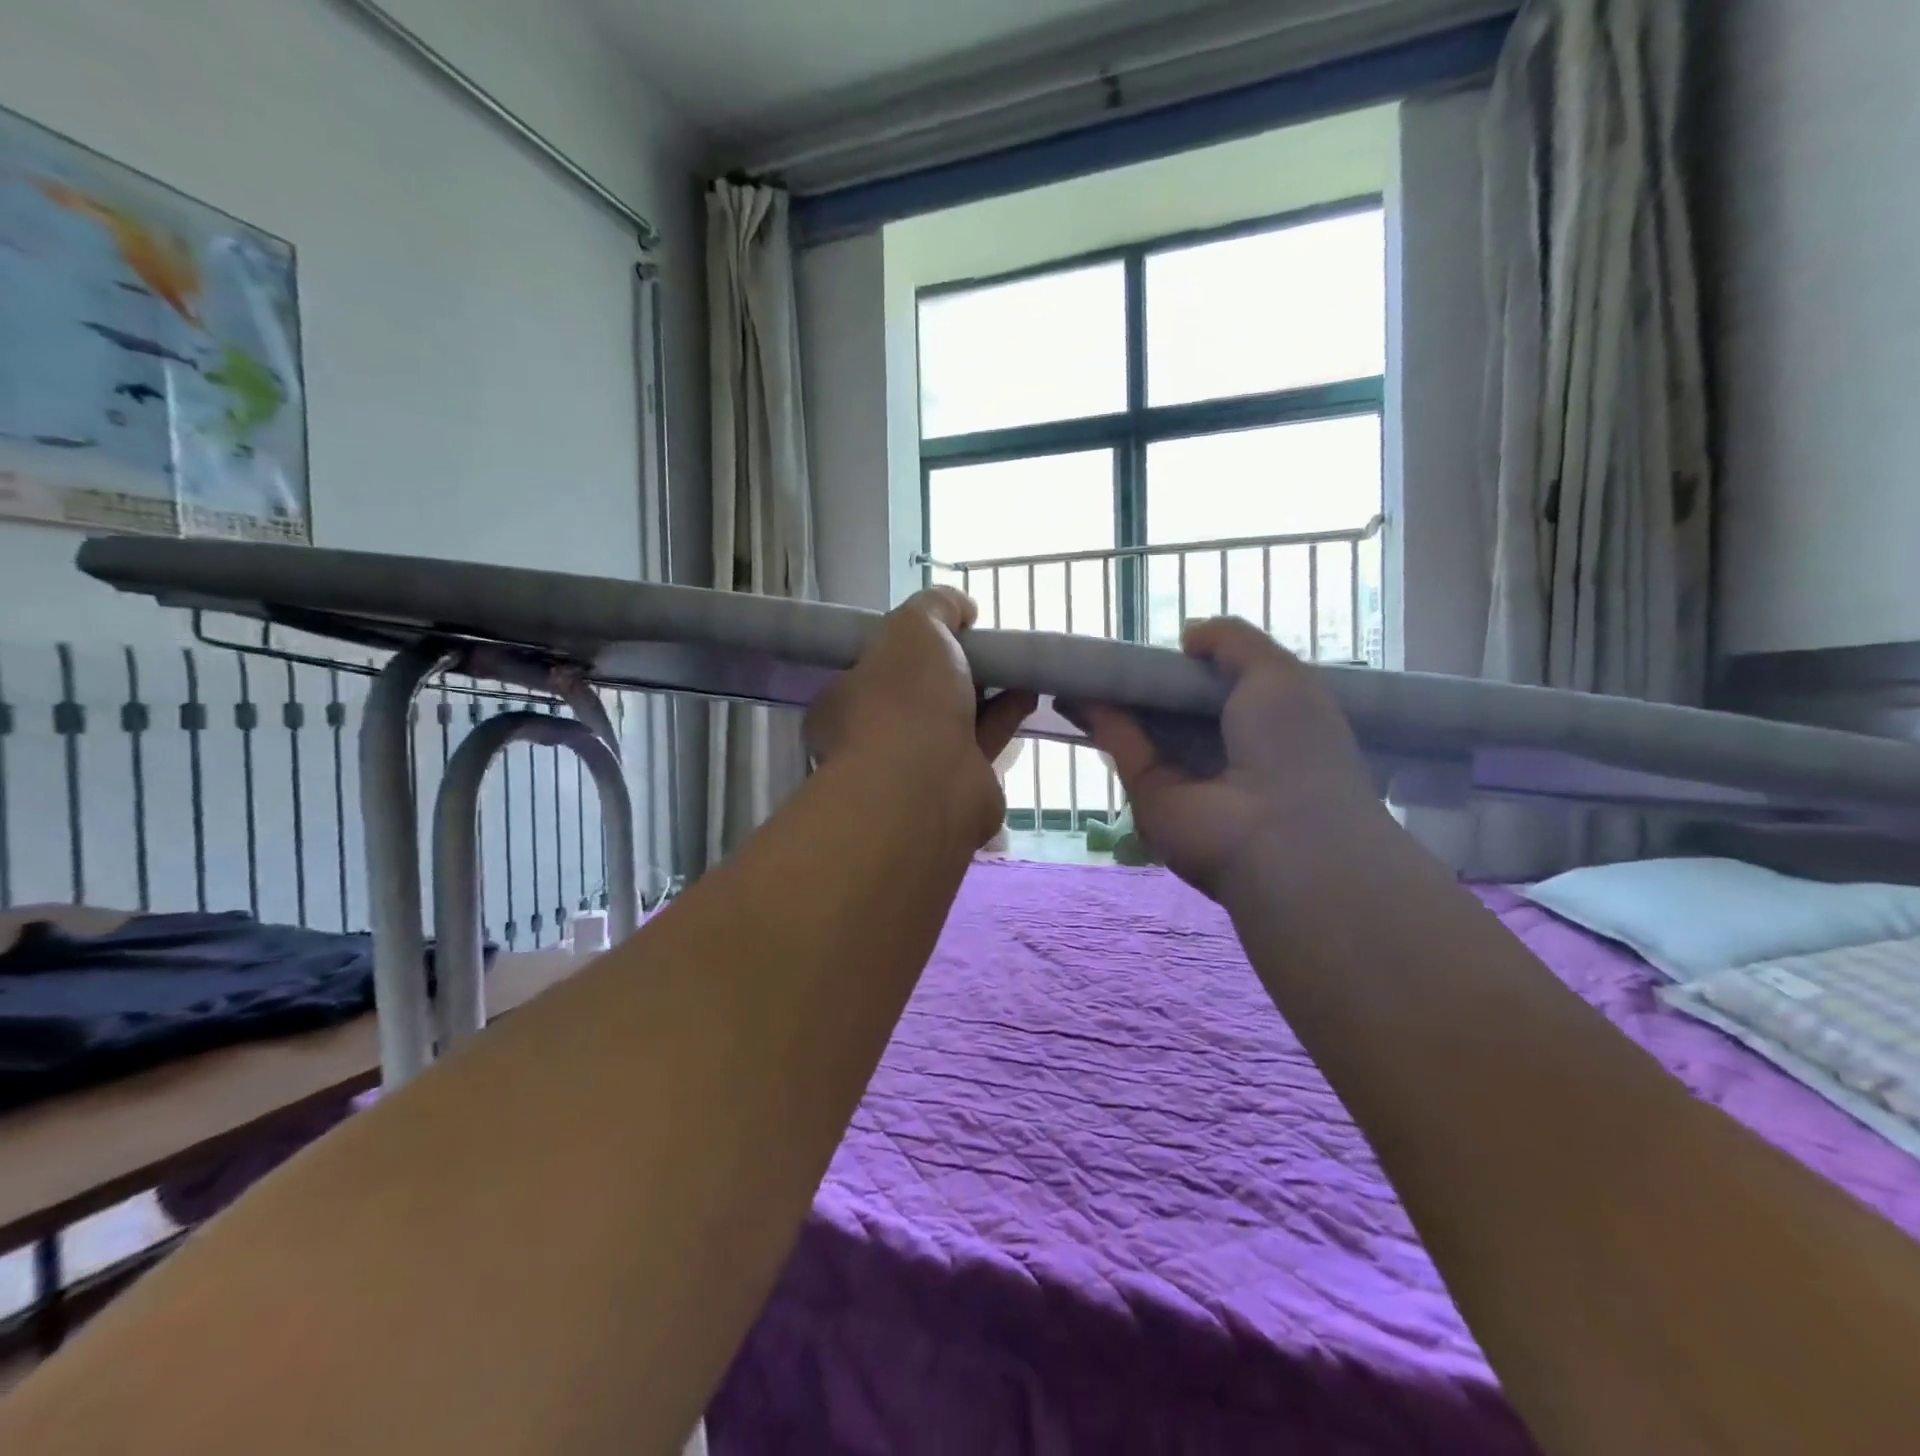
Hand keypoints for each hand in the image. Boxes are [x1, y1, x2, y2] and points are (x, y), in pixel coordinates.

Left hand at [805, 587, 1037, 846]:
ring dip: (986, 691)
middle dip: (952, 669)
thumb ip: (936, 606)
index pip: (874, 664)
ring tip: (1016, 664)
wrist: (928, 784)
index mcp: (846, 698)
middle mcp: (874, 735)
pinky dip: (1005, 715)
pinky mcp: (958, 785)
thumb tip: (961, 607)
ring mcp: (915, 765)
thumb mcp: (915, 626)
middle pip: (918, 693)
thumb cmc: (905, 699)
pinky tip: (1028, 692)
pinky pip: (982, 740)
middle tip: (984, 646)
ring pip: (954, 717)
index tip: (944, 629)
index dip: (909, 644)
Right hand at [1073, 618, 1385, 898]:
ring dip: (1117, 697)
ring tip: (1084, 664)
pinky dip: (1102, 718)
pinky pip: (1124, 747)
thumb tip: (1188, 636)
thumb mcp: (1279, 673)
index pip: (1225, 687)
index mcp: (1267, 721)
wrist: (1278, 833)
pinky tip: (1079, 689)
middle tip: (1118, 650)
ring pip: (1145, 727)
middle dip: (1151, 680)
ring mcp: (1185, 774)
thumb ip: (1233, 642)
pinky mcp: (1149, 792)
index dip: (1198, 663)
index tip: (1171, 643)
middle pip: (1178, 707)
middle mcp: (1226, 749)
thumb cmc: (1293, 744)